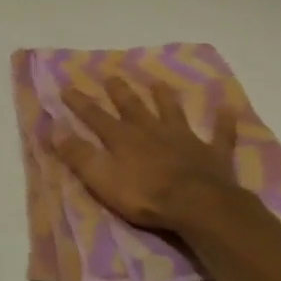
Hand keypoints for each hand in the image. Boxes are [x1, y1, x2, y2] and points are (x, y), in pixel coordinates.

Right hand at [55, 76, 239, 230]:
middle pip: (133, 107)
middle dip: (120, 91)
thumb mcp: (102, 178)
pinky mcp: (212, 153)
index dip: (80, 103)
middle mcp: (152, 131)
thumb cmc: (145, 196)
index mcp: (124, 139)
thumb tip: (53, 128)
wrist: (196, 204)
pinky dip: (223, 121)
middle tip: (112, 76)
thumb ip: (79, 154)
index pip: (96, 117)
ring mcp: (184, 139)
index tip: (67, 86)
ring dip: (165, 97)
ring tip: (158, 82)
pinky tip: (227, 108)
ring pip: (172, 112)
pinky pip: (220, 134)